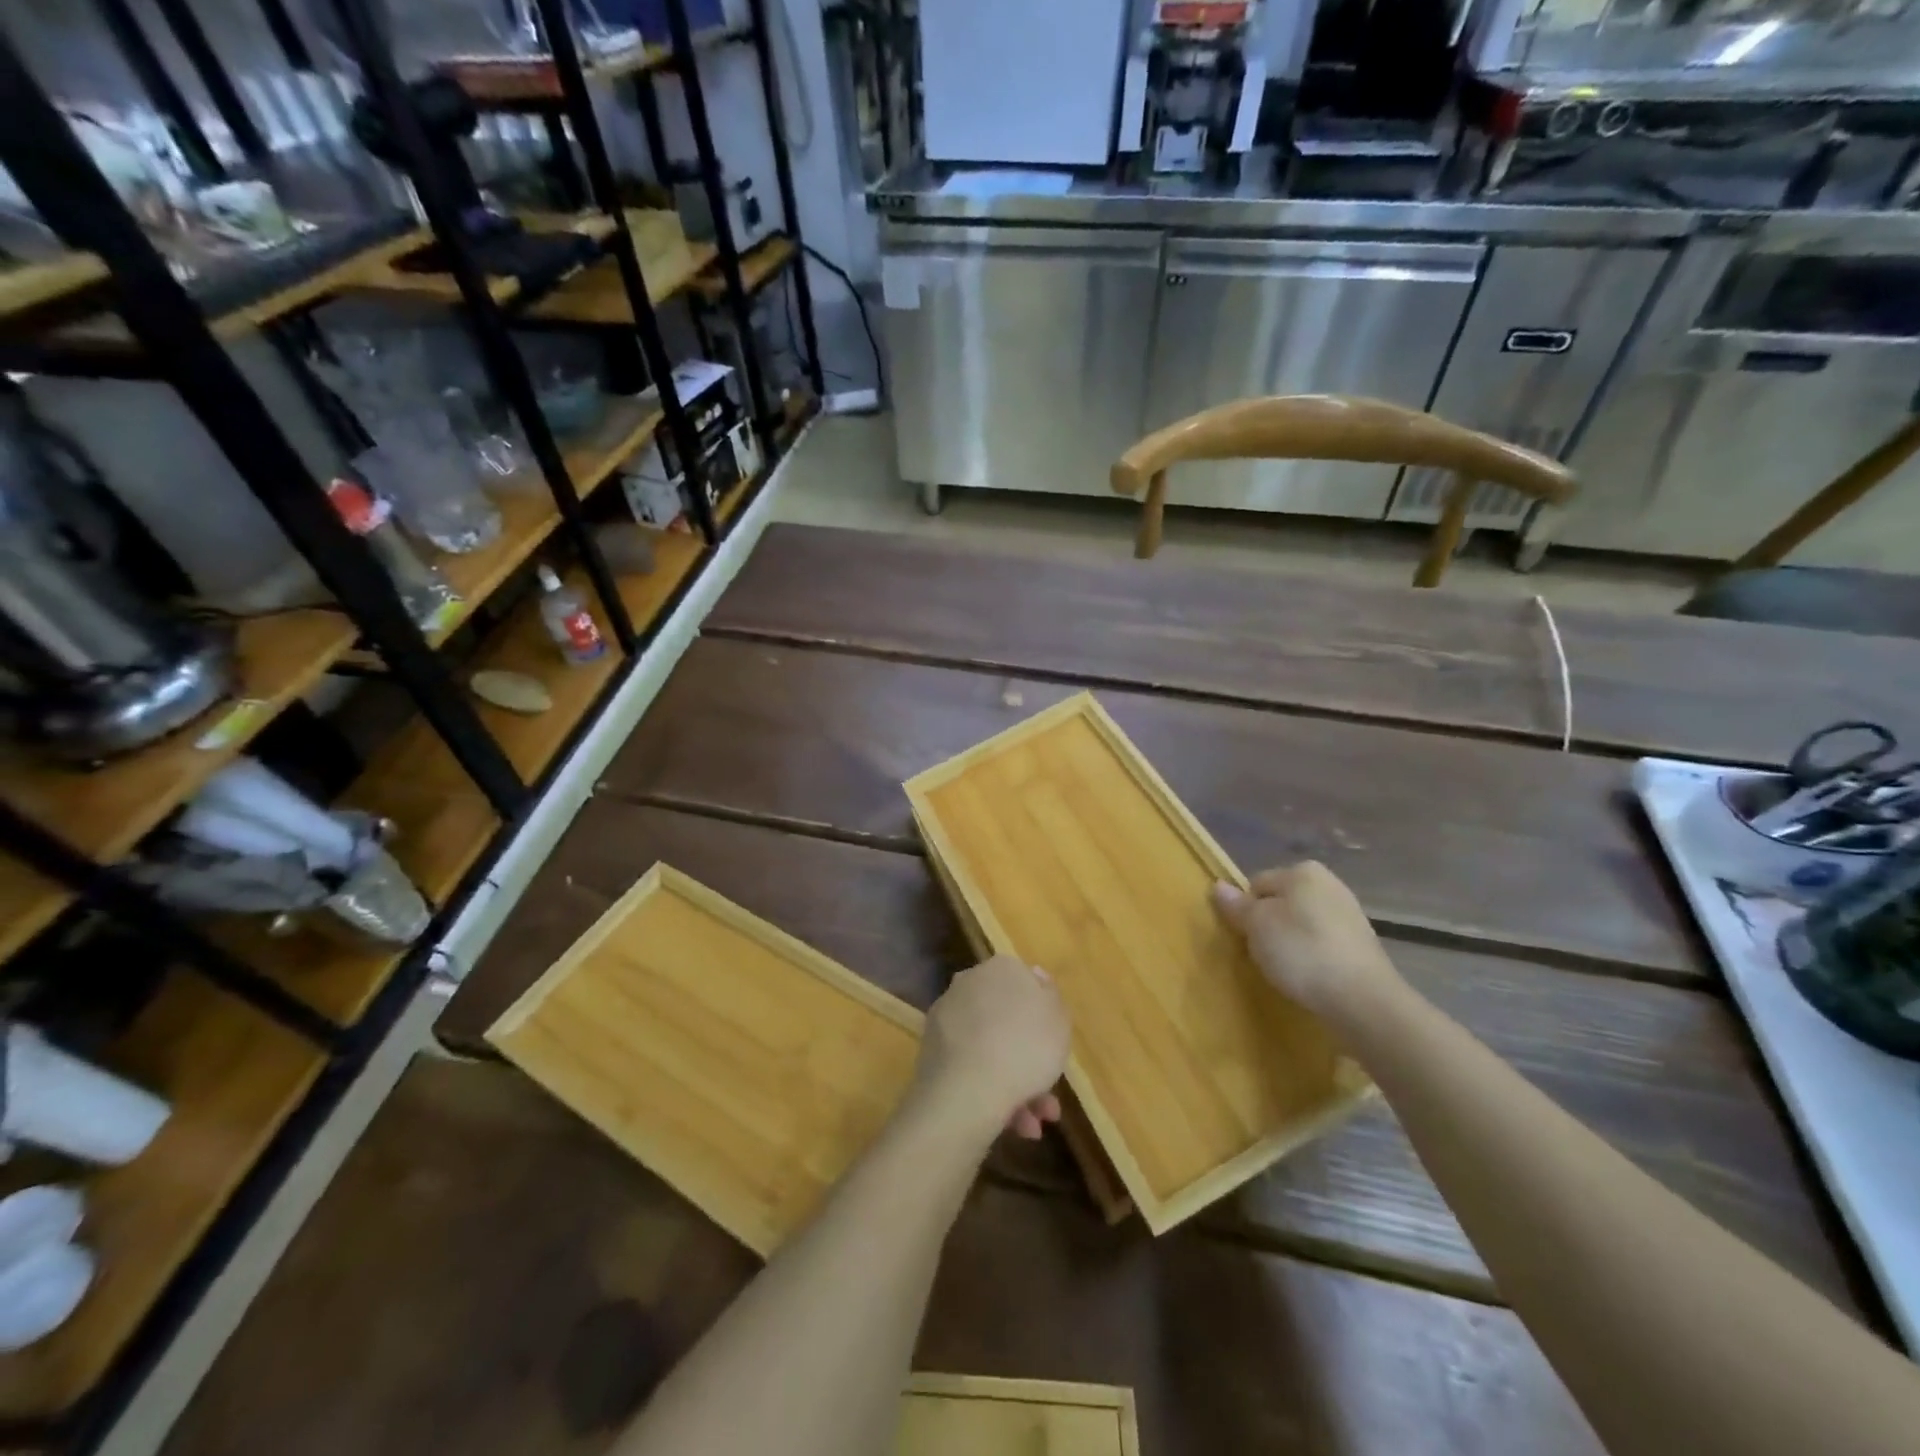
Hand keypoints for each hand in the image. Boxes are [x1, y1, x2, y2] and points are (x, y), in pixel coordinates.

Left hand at [914, 955, 1069, 1141]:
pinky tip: (1008, 1124)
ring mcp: (947, 1016)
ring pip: (990, 1048)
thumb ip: (1050, 995)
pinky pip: (970, 1065)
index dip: (1043, 1020)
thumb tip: (1035, 974)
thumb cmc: (1026, 1047)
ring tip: (1031, 1126)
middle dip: (1029, 1060)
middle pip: (1007, 1021)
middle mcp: (970, 982)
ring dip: (1015, 1085)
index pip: (1026, 985)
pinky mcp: (931, 1049)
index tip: (1054, 1048)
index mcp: (1002, 968)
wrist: (969, 1089)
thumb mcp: (1059, 1020)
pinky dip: (990, 1090)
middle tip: (1046, 1099)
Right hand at [1211, 862, 1402, 1019]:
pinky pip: (1323, 943)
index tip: (1245, 937)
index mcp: (1303, 871)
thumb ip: (1237, 905)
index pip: (1257, 884)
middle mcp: (1329, 884)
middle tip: (1262, 954)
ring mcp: (1350, 914)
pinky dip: (1312, 956)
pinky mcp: (1362, 944)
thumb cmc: (1302, 951)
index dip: (1245, 910)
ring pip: (1302, 924)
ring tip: (1286, 969)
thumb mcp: (1257, 926)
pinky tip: (1309, 976)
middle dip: (1269, 925)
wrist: (1363, 999)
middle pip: (1281, 902)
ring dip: (1291, 942)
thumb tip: (1218, 886)